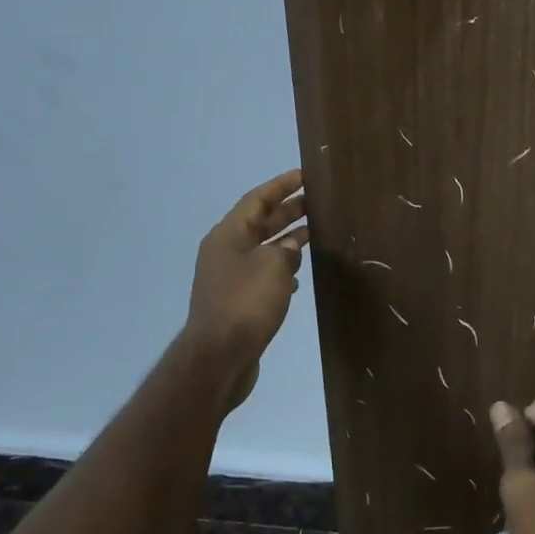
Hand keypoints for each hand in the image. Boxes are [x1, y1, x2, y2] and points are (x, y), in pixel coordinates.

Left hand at [185, 170, 308, 403]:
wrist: (219, 358)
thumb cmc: (245, 303)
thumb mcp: (273, 267)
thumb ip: (286, 249)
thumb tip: (290, 248)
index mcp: (228, 236)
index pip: (256, 200)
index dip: (280, 186)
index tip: (303, 176)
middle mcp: (225, 252)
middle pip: (259, 222)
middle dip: (287, 211)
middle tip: (316, 202)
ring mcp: (229, 278)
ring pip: (262, 249)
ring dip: (286, 240)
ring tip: (314, 234)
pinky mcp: (237, 303)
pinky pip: (262, 275)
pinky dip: (281, 269)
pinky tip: (299, 277)